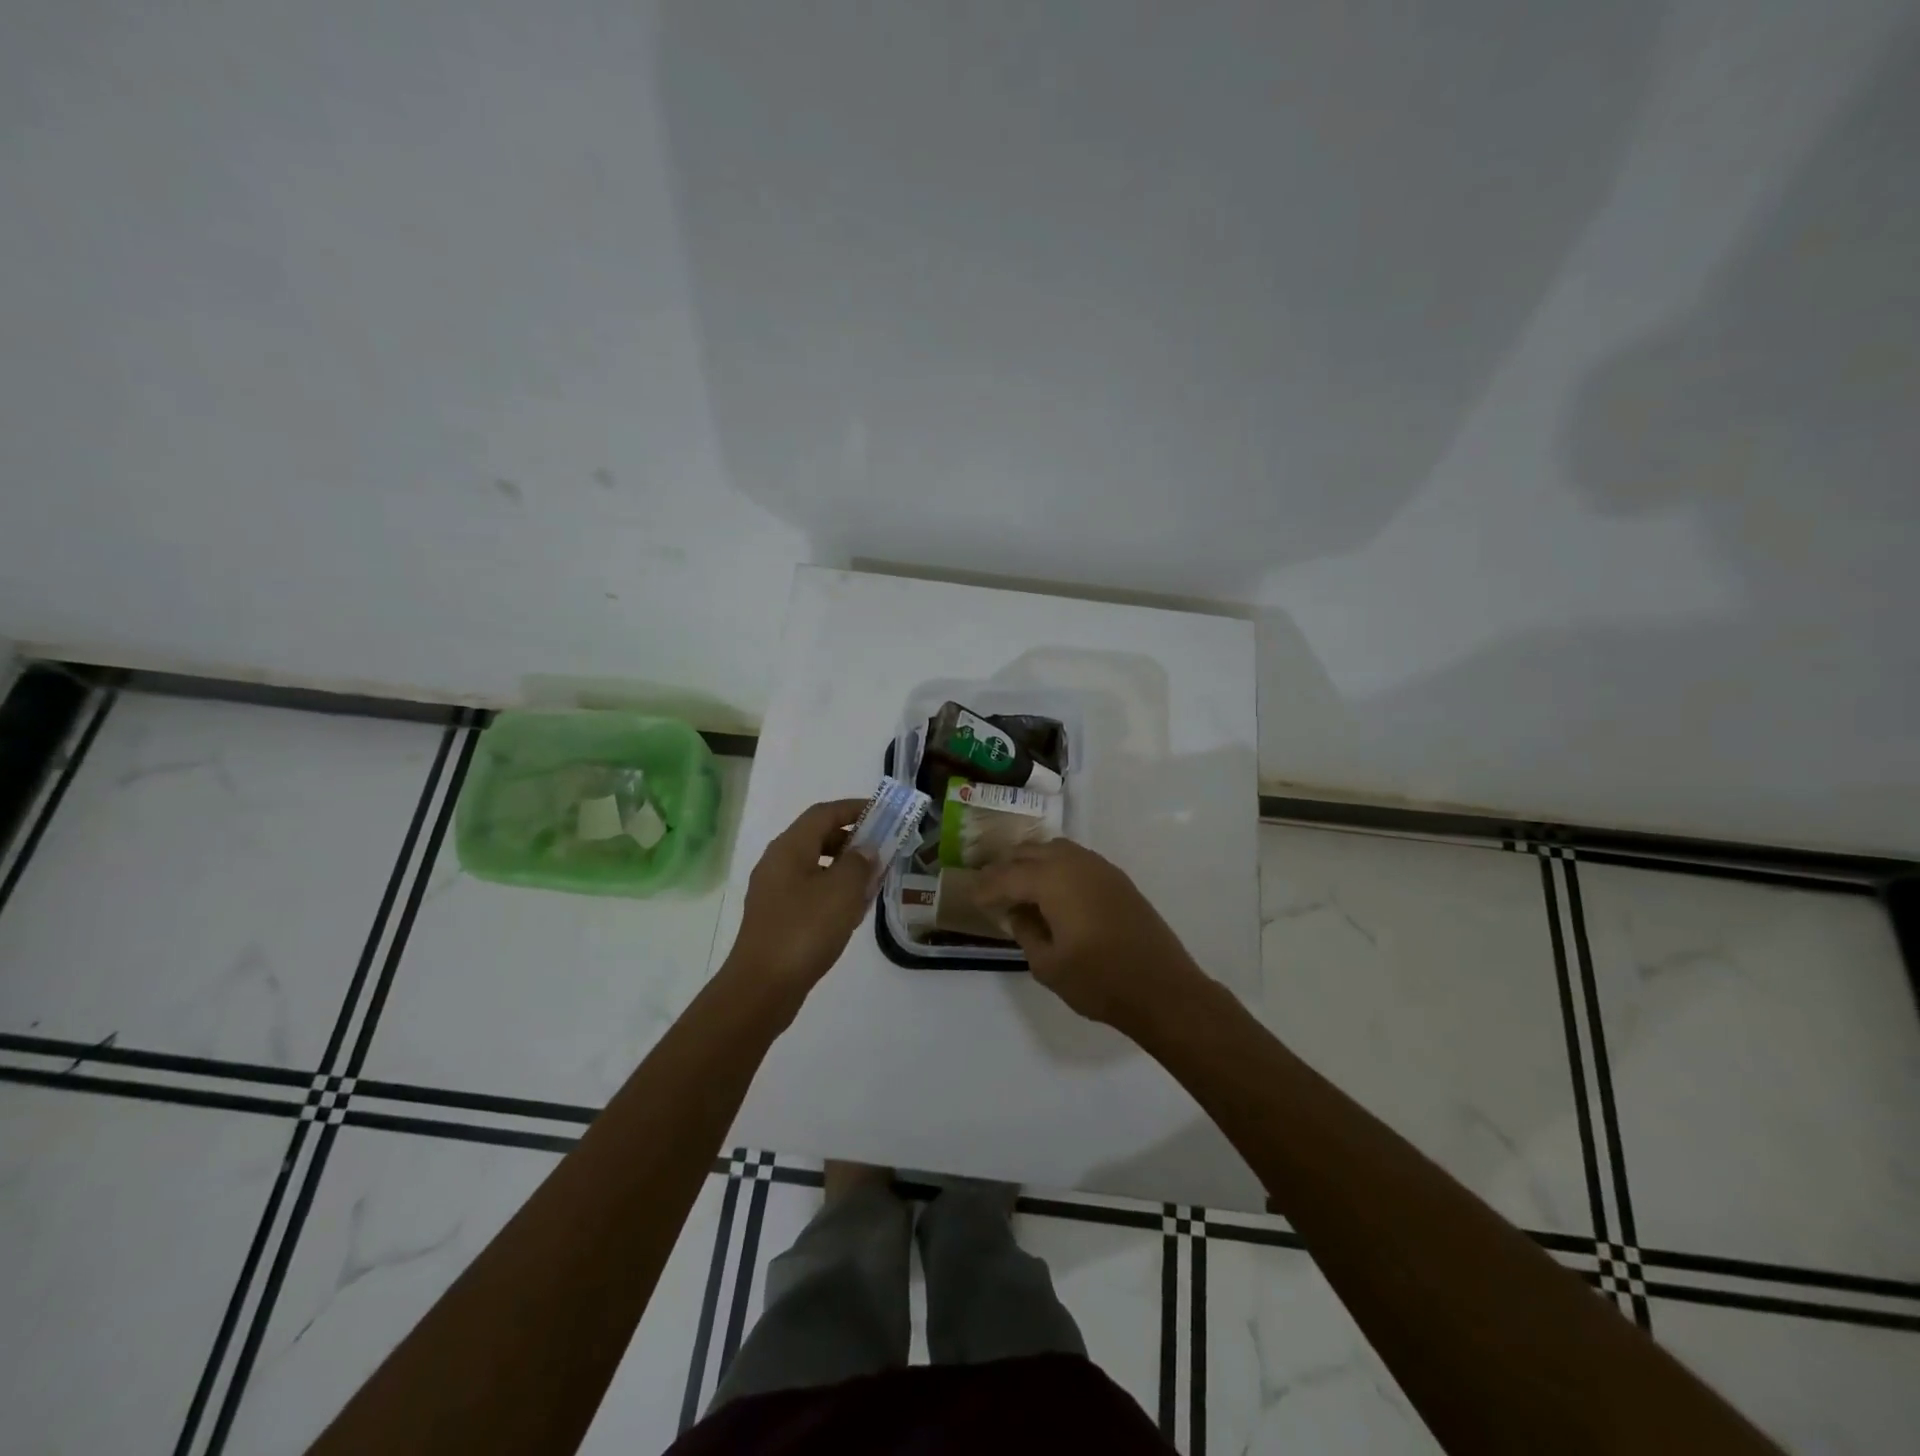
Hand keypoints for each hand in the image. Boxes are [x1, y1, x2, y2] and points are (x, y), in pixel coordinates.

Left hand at [723, 798, 874, 1006]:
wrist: (762, 987)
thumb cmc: (805, 930)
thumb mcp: (842, 891)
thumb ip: (860, 863)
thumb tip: (866, 849)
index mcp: (790, 848)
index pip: (824, 813)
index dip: (854, 808)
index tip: (883, 813)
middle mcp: (777, 863)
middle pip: (818, 838)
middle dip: (853, 840)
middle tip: (883, 849)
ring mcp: (774, 892)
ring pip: (816, 867)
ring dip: (845, 869)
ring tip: (874, 881)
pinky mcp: (777, 918)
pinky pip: (810, 892)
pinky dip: (833, 892)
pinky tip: (853, 912)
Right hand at [971, 840, 1207, 1035]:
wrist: (1162, 989)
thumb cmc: (1099, 980)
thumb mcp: (1048, 965)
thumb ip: (1026, 932)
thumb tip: (1020, 913)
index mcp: (1052, 880)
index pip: (1007, 876)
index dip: (986, 887)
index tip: (972, 897)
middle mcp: (1075, 863)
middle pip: (1030, 852)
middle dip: (1007, 869)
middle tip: (992, 890)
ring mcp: (1100, 868)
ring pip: (1055, 850)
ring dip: (1033, 863)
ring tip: (1021, 888)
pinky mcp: (1117, 879)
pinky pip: (1077, 860)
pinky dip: (1058, 868)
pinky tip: (1055, 893)